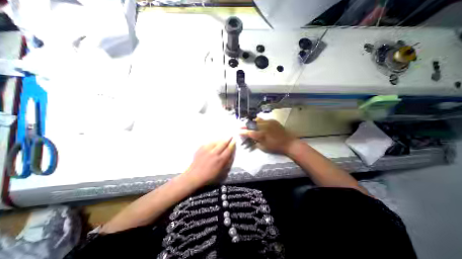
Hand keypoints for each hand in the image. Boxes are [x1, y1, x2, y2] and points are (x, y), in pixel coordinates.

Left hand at [185, 138, 234, 185]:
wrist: (194, 176)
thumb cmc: (209, 176)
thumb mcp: (221, 172)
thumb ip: (226, 163)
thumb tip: (230, 155)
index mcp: (220, 160)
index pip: (229, 149)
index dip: (232, 144)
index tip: (234, 140)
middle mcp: (214, 153)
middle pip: (223, 143)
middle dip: (228, 139)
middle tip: (231, 136)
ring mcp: (206, 150)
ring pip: (216, 141)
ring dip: (220, 139)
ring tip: (223, 139)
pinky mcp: (200, 148)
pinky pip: (208, 142)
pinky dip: (212, 142)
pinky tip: (213, 142)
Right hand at [243, 118, 294, 154]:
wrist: (288, 142)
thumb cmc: (275, 147)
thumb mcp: (263, 147)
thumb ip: (255, 142)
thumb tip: (251, 138)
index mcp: (261, 135)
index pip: (249, 132)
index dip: (242, 132)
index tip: (238, 131)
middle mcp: (263, 127)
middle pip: (251, 124)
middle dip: (245, 125)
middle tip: (241, 126)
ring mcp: (268, 122)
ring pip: (257, 120)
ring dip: (251, 122)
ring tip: (249, 123)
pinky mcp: (272, 121)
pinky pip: (263, 119)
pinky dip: (259, 121)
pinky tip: (258, 123)